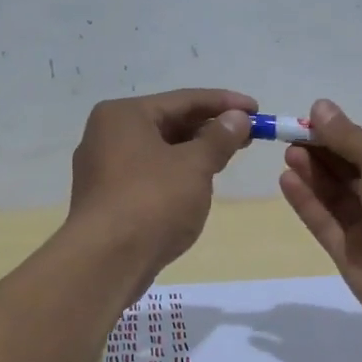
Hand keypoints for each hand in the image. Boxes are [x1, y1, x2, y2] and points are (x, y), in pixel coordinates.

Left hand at [67, 88, 257, 282]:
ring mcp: (103, 168)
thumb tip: (238, 117)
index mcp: (123, 115)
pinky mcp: (107, 198)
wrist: (106, 261)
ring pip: (160, 150)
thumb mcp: (194, 166)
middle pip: (169, 123)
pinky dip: (176, 173)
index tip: (258, 109)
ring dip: (195, 152)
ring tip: (229, 156)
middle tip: (249, 135)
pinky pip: (150, 174)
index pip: (184, 99)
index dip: (225, 103)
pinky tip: (198, 183)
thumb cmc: (152, 202)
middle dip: (210, 128)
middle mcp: (107, 134)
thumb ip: (219, 138)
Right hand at [277, 99, 361, 334]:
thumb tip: (319, 106)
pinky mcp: (351, 256)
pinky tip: (287, 180)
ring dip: (314, 174)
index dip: (344, 136)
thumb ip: (347, 136)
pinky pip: (326, 224)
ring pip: (337, 198)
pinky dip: (308, 203)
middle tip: (293, 136)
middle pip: (353, 173)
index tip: (314, 122)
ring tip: (289, 154)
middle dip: (324, 154)